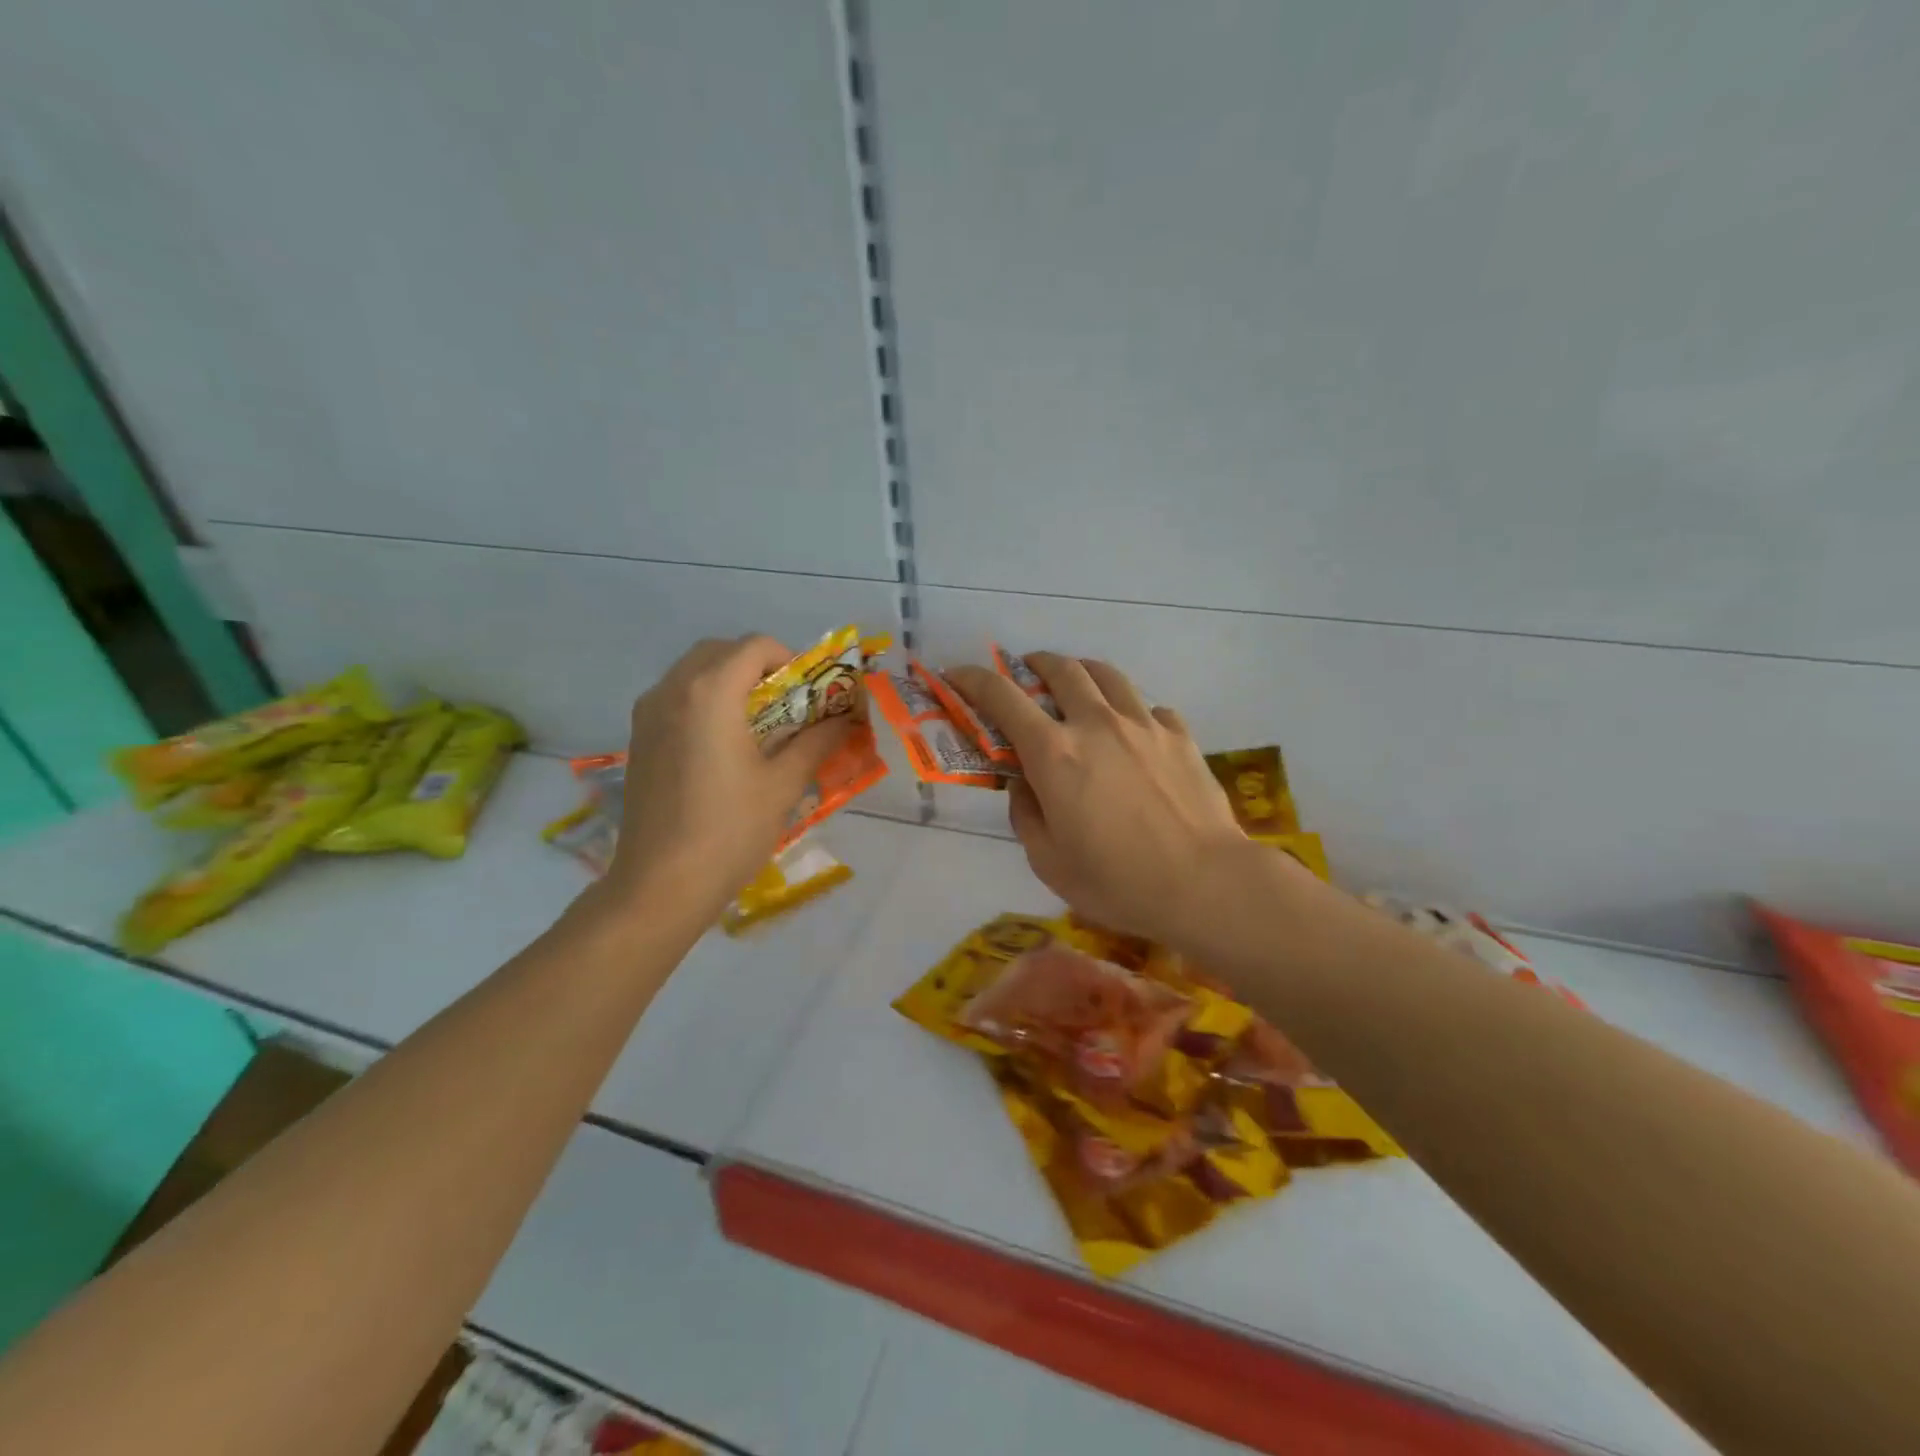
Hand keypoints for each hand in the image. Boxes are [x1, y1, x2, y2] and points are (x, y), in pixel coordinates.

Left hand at [603, 635, 851, 921]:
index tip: (810, 693)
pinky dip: (705, 702)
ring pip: (694, 673)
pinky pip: (676, 698)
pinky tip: (724, 746)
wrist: (660, 884)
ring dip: (730, 683)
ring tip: (759, 725)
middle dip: (759, 667)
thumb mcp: (783, 784)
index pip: (755, 646)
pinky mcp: (638, 738)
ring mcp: (648, 713)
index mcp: (710, 692)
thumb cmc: (729, 830)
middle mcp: (672, 689)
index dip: (791, 660)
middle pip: (721, 651)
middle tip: (788, 705)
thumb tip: (847, 719)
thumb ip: (817, 742)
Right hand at [946, 653, 1258, 946]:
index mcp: (1054, 753)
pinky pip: (1148, 707)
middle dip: (1034, 664)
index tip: (957, 674)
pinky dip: (1130, 710)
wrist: (1205, 884)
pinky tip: (1133, 731)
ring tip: (1076, 685)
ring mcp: (1143, 724)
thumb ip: (1025, 814)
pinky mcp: (1179, 735)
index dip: (973, 680)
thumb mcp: (1048, 861)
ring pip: (1106, 674)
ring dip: (1081, 671)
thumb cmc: (1117, 882)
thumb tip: (1024, 784)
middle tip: (1025, 674)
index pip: (1002, 698)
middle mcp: (1096, 724)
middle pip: (1061, 670)